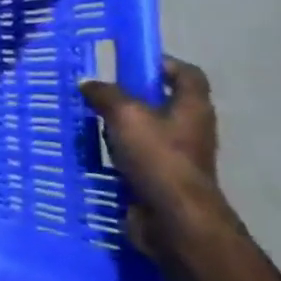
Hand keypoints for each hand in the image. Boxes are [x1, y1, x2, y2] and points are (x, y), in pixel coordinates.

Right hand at [81, 57, 221, 252]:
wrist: (173, 218)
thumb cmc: (158, 158)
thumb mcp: (125, 115)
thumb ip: (106, 94)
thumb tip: (88, 83)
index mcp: (192, 107)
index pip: (187, 74)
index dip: (163, 63)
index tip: (131, 62)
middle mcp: (190, 129)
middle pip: (164, 102)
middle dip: (133, 96)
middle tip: (99, 91)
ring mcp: (177, 156)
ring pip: (147, 131)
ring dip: (121, 125)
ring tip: (89, 120)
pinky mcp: (161, 179)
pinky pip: (137, 157)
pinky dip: (117, 152)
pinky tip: (93, 151)